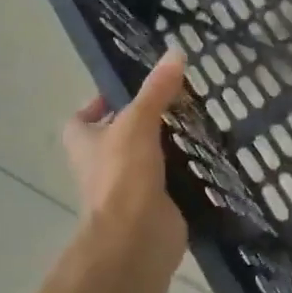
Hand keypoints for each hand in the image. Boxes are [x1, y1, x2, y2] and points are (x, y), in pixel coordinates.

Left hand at [63, 49, 189, 271]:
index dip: (96, 106)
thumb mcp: (138, 122)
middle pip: (117, 139)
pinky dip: (188, 171)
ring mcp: (129, 190)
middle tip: (176, 100)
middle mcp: (102, 168)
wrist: (137, 240)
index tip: (126, 91)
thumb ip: (156, 90)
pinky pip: (172, 182)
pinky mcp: (157, 206)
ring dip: (168, 146)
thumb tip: (175, 52)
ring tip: (199, 121)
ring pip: (147, 160)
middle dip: (143, 122)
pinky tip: (210, 153)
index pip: (81, 121)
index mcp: (85, 146)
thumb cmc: (123, 176)